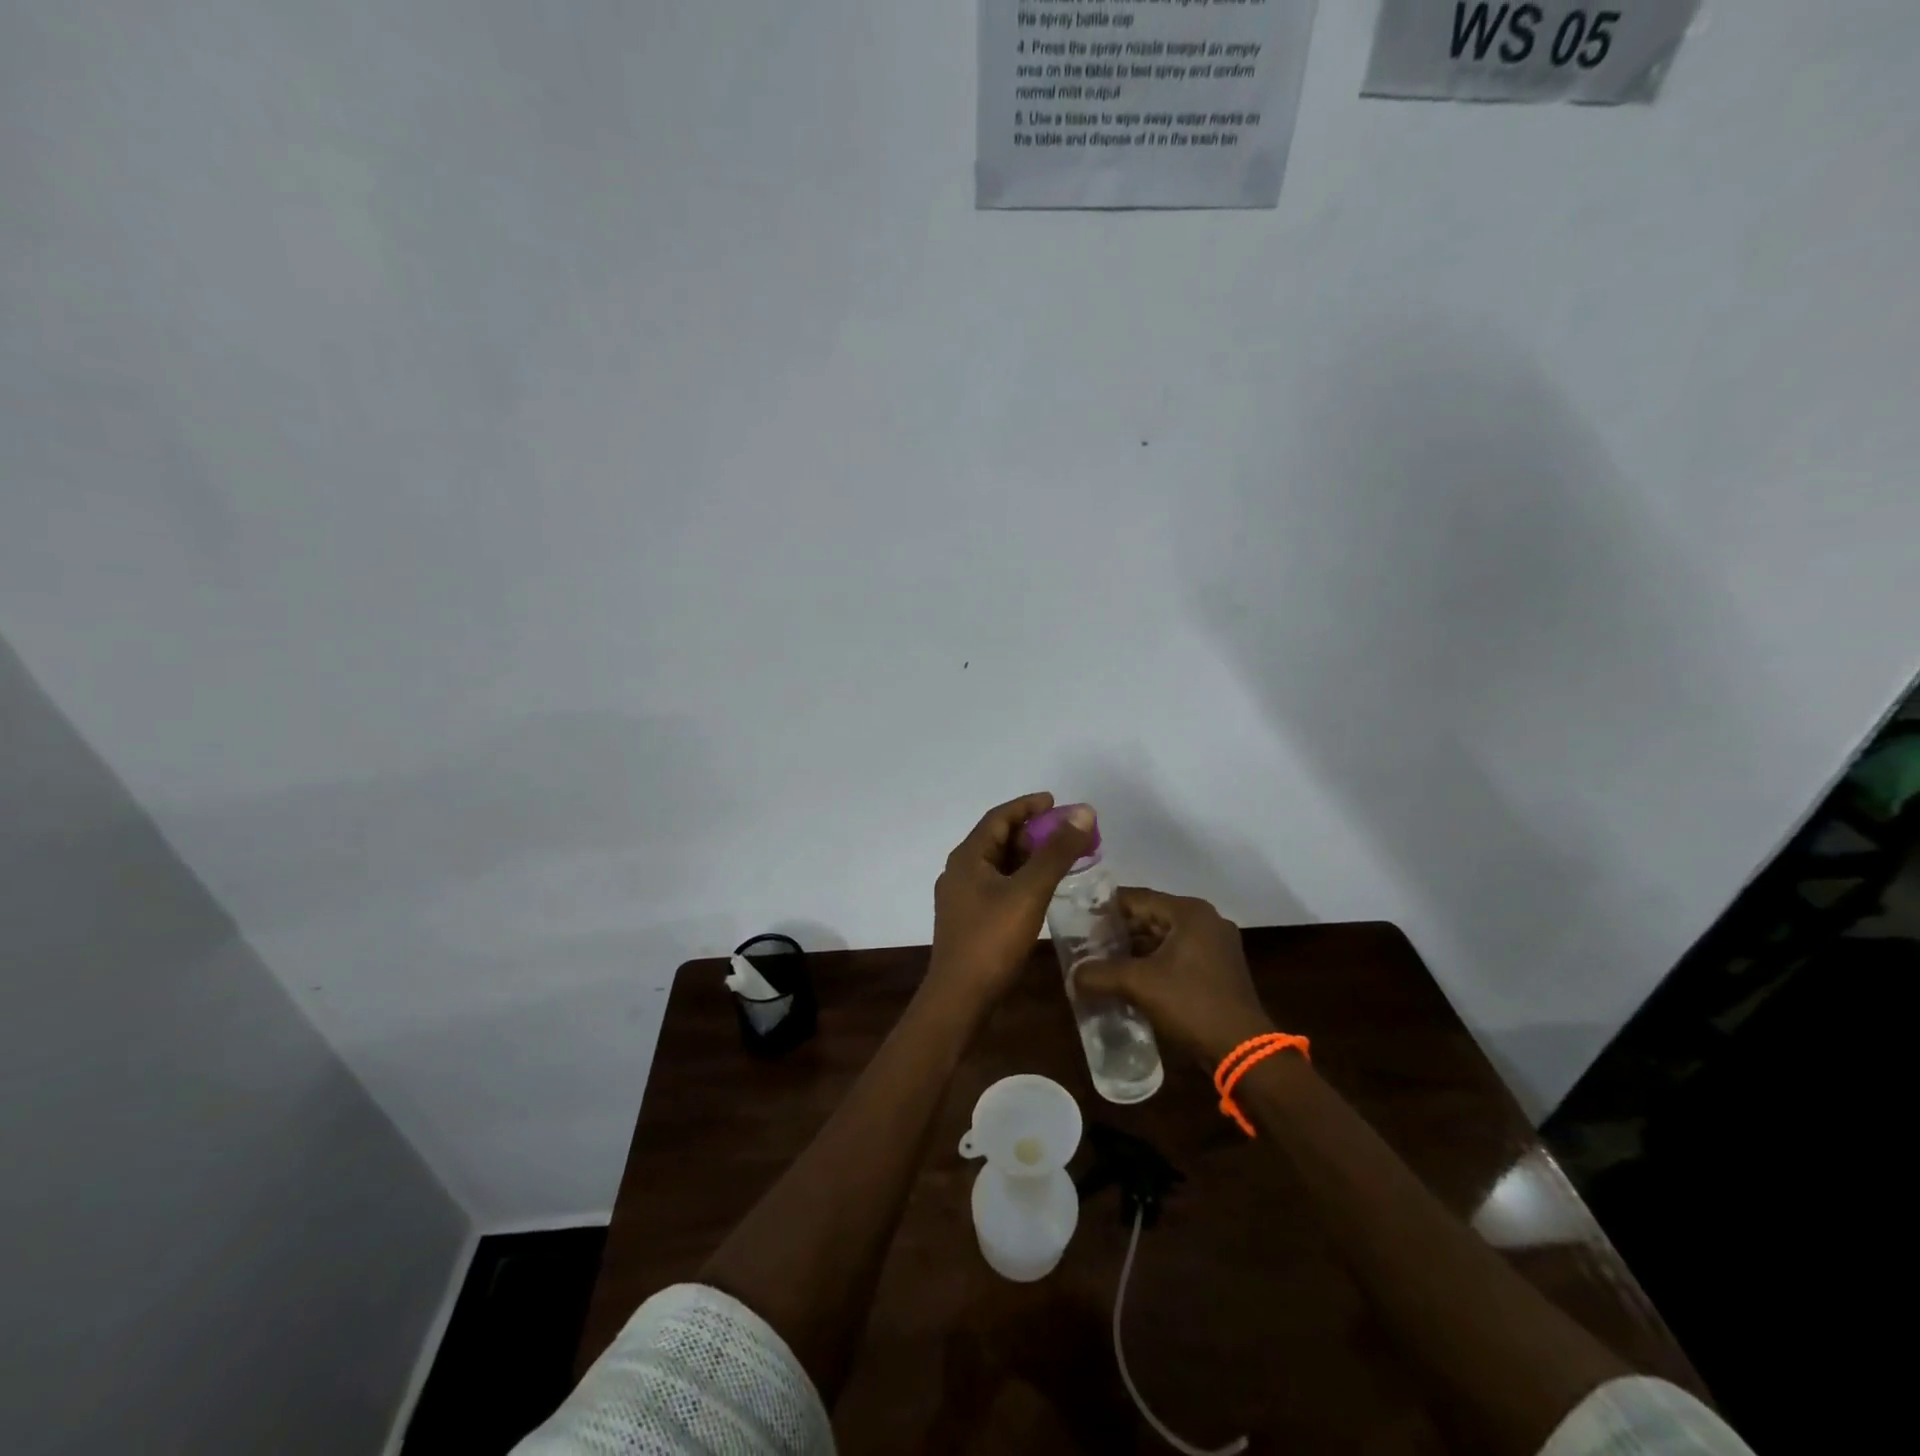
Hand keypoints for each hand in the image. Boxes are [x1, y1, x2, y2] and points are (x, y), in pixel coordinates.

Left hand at [928, 793, 1094, 1011]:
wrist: (959, 998)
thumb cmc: (992, 940)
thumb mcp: (1029, 891)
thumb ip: (1056, 852)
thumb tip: (1083, 812)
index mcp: (967, 857)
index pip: (998, 817)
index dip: (1027, 806)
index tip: (1055, 802)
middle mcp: (959, 871)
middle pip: (998, 839)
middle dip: (1032, 832)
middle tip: (1065, 832)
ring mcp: (961, 898)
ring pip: (998, 865)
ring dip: (1027, 856)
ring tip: (1059, 857)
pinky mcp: (968, 920)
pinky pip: (997, 886)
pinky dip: (1020, 879)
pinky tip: (1041, 890)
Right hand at [1074, 888, 1274, 1065]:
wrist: (1242, 1051)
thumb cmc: (1191, 1004)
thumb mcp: (1138, 985)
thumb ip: (1099, 974)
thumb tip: (1072, 976)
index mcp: (1189, 913)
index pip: (1136, 898)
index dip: (1104, 909)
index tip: (1078, 923)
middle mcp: (1205, 921)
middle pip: (1150, 917)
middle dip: (1118, 934)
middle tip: (1086, 947)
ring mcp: (1216, 946)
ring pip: (1163, 939)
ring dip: (1134, 952)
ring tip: (1101, 965)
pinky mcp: (1218, 970)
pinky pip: (1176, 957)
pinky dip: (1153, 965)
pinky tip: (1129, 981)